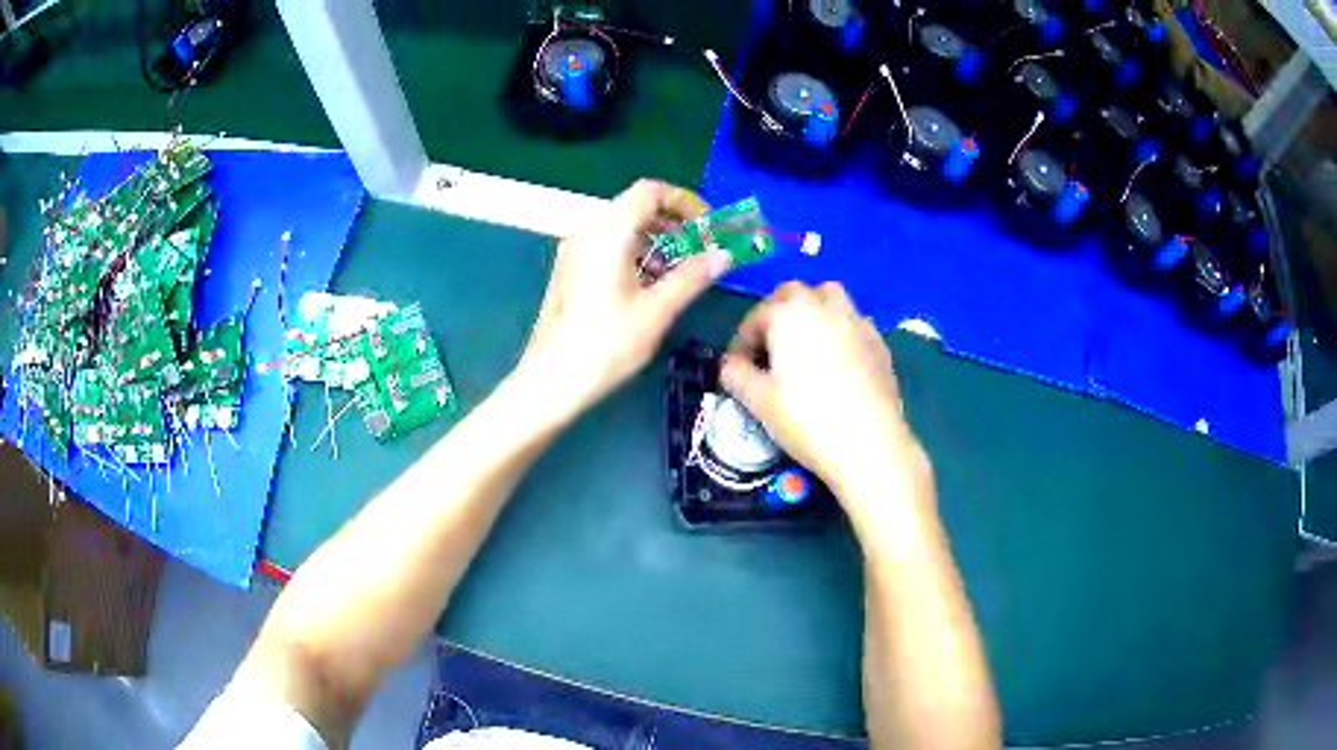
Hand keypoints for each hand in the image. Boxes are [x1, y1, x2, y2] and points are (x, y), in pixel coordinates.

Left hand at [516, 180, 730, 422]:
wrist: (550, 382)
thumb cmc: (604, 346)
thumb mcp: (656, 311)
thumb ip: (692, 277)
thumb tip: (724, 255)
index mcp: (608, 234)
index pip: (649, 191)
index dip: (685, 201)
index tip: (709, 227)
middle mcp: (588, 233)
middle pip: (636, 207)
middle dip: (674, 222)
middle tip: (702, 249)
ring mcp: (575, 252)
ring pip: (623, 228)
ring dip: (657, 240)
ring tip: (682, 271)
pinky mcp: (571, 271)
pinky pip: (609, 247)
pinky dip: (637, 254)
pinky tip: (653, 285)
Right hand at [720, 282, 926, 525]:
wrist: (869, 444)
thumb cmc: (807, 420)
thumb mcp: (759, 401)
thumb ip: (736, 375)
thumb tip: (729, 364)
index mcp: (790, 314)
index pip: (756, 315)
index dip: (741, 340)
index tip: (737, 367)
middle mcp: (825, 307)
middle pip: (794, 293)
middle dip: (777, 313)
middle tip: (769, 348)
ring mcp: (857, 322)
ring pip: (830, 298)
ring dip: (812, 311)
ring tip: (805, 345)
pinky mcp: (879, 343)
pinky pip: (853, 322)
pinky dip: (839, 330)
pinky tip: (837, 362)